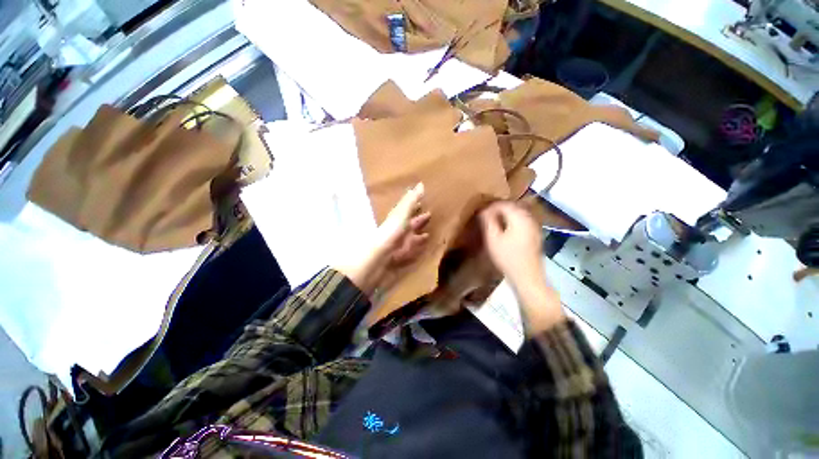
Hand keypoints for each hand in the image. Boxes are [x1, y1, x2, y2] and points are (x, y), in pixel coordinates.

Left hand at [336, 183, 429, 295]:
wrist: (376, 260)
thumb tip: (421, 184)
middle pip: (410, 224)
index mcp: (397, 220)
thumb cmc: (390, 233)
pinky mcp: (401, 258)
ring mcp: (399, 245)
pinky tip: (423, 250)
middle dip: (419, 220)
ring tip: (430, 233)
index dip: (415, 205)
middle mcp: (398, 231)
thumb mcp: (401, 214)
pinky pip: (411, 252)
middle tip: (431, 215)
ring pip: (411, 238)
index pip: (408, 210)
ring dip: (419, 236)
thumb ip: (410, 201)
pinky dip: (417, 250)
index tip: (424, 200)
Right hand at [479, 201, 563, 332]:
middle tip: (485, 215)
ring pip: (518, 212)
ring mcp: (534, 226)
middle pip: (512, 206)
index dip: (490, 206)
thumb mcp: (493, 239)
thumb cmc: (508, 258)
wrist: (527, 276)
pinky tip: (505, 227)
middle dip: (498, 208)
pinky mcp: (535, 233)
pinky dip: (512, 219)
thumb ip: (488, 222)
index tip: (480, 213)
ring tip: (493, 220)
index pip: (503, 204)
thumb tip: (483, 211)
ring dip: (505, 213)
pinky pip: (522, 219)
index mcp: (519, 218)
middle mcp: (529, 218)